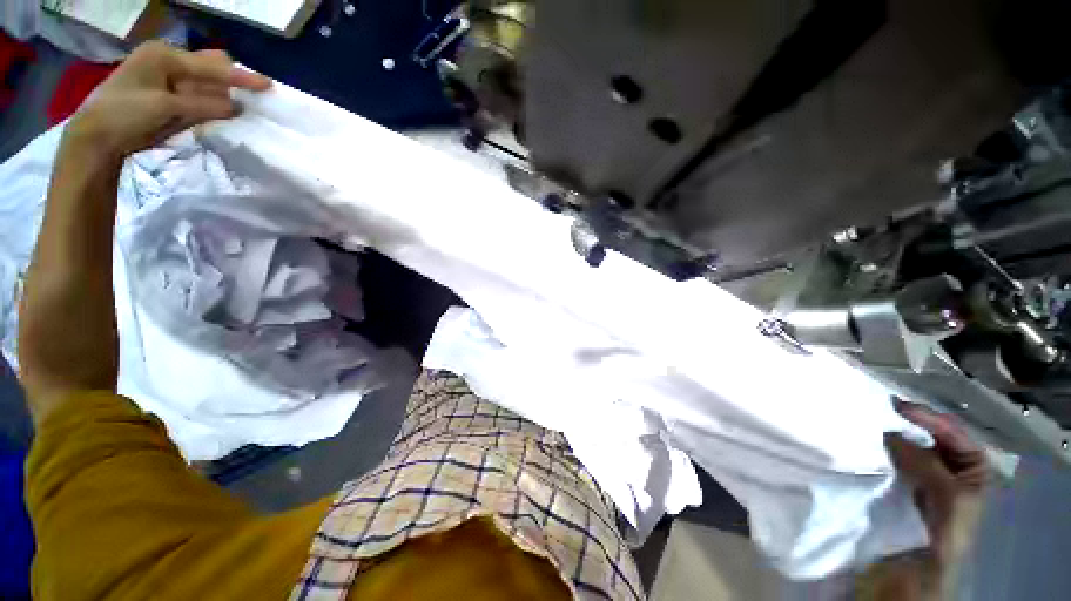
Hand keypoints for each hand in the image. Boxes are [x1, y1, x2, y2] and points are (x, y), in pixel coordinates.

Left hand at [65, 41, 270, 158]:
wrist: (96, 139)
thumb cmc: (125, 115)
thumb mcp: (166, 108)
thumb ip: (204, 105)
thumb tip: (238, 108)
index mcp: (164, 56)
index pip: (211, 65)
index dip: (240, 77)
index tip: (268, 86)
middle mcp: (168, 62)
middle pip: (210, 68)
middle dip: (230, 83)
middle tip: (251, 100)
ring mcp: (167, 80)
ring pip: (206, 84)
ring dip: (222, 96)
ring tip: (239, 110)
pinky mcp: (168, 98)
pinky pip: (199, 97)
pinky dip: (211, 105)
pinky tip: (220, 113)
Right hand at [883, 401, 987, 596]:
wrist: (918, 568)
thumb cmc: (944, 531)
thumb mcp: (946, 496)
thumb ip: (923, 462)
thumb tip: (889, 431)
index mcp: (972, 469)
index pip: (953, 433)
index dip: (928, 418)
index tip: (895, 406)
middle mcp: (949, 468)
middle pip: (931, 438)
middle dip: (908, 424)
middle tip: (879, 410)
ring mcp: (924, 477)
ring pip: (910, 448)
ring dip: (892, 436)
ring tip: (869, 423)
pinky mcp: (901, 485)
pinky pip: (893, 462)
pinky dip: (882, 451)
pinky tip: (868, 444)